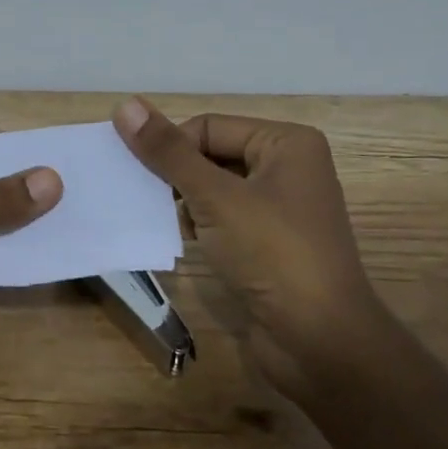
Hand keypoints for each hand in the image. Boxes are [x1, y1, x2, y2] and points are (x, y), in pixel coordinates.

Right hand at [113, 98, 372, 403]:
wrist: (321, 343)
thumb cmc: (273, 255)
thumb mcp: (216, 197)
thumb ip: (168, 152)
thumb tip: (125, 105)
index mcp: (287, 143)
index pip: (209, 126)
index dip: (172, 148)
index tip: (140, 177)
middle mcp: (289, 167)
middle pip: (213, 154)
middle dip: (178, 176)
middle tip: (145, 198)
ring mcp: (282, 209)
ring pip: (216, 188)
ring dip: (187, 203)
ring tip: (167, 223)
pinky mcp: (271, 244)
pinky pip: (225, 218)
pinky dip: (202, 226)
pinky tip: (187, 243)